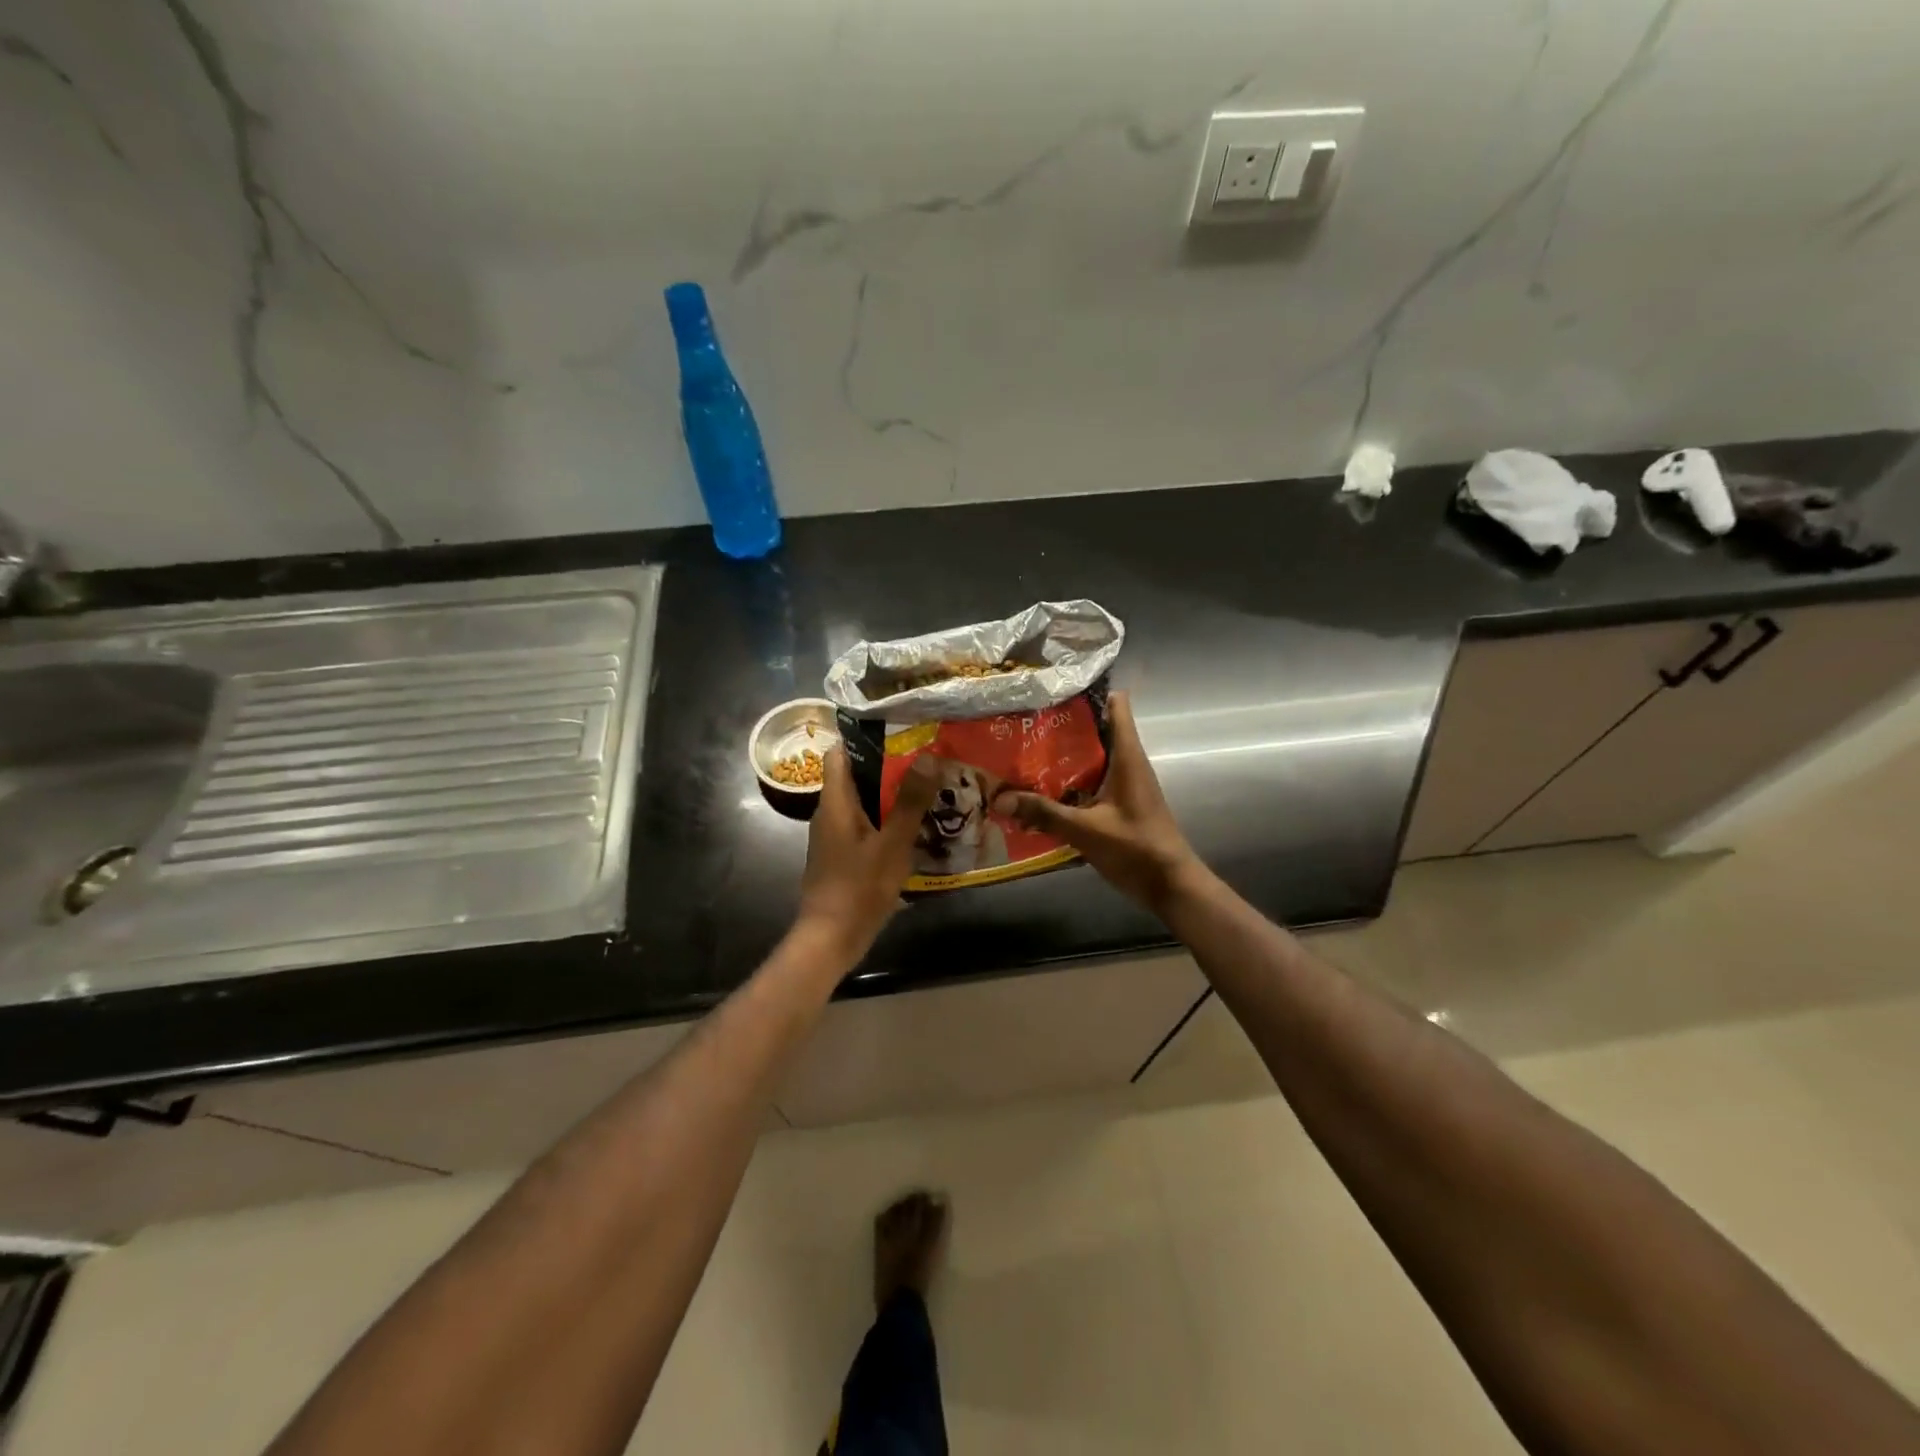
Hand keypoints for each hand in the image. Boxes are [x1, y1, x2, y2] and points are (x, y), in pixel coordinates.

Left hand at [794, 747, 940, 965]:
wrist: (830, 939)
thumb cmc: (858, 887)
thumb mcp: (892, 843)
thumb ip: (909, 801)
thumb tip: (929, 756)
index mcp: (835, 803)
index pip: (839, 754)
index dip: (864, 739)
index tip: (900, 732)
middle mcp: (830, 814)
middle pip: (856, 777)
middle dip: (890, 768)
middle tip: (928, 761)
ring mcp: (835, 838)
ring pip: (863, 804)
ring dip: (892, 797)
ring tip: (930, 790)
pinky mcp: (843, 857)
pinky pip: (866, 827)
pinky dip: (887, 822)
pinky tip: (916, 829)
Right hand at [992, 691, 1202, 912]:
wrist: (1171, 886)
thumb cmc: (1136, 848)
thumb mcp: (1085, 830)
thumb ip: (1043, 813)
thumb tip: (999, 800)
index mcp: (1127, 756)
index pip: (1116, 705)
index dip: (1087, 693)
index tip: (1052, 693)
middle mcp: (1128, 763)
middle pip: (1096, 730)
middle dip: (1063, 727)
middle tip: (1024, 725)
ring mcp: (1125, 785)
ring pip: (1092, 758)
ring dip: (1064, 757)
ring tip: (1024, 754)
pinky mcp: (1121, 804)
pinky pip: (1093, 782)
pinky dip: (1070, 783)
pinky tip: (1041, 793)